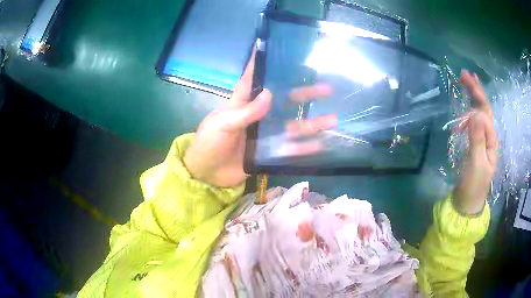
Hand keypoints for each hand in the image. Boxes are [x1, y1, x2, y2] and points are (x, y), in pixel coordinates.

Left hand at [184, 52, 336, 187]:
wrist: (206, 174)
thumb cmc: (208, 143)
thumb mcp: (222, 124)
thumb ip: (246, 112)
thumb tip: (271, 94)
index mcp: (243, 103)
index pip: (256, 79)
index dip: (265, 64)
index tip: (282, 51)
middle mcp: (258, 115)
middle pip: (286, 101)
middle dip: (306, 95)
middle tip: (327, 89)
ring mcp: (266, 134)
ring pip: (293, 126)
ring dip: (312, 123)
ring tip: (333, 119)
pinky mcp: (268, 152)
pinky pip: (289, 149)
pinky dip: (303, 147)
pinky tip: (320, 144)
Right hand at [454, 70, 497, 214]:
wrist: (467, 202)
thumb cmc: (473, 185)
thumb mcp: (476, 163)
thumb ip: (477, 139)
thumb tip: (475, 113)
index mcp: (491, 140)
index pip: (486, 112)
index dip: (477, 96)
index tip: (465, 81)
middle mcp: (489, 137)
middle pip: (484, 109)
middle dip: (476, 91)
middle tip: (465, 74)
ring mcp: (482, 140)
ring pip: (480, 114)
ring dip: (473, 98)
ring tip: (465, 84)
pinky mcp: (475, 144)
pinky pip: (474, 122)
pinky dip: (469, 110)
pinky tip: (465, 106)